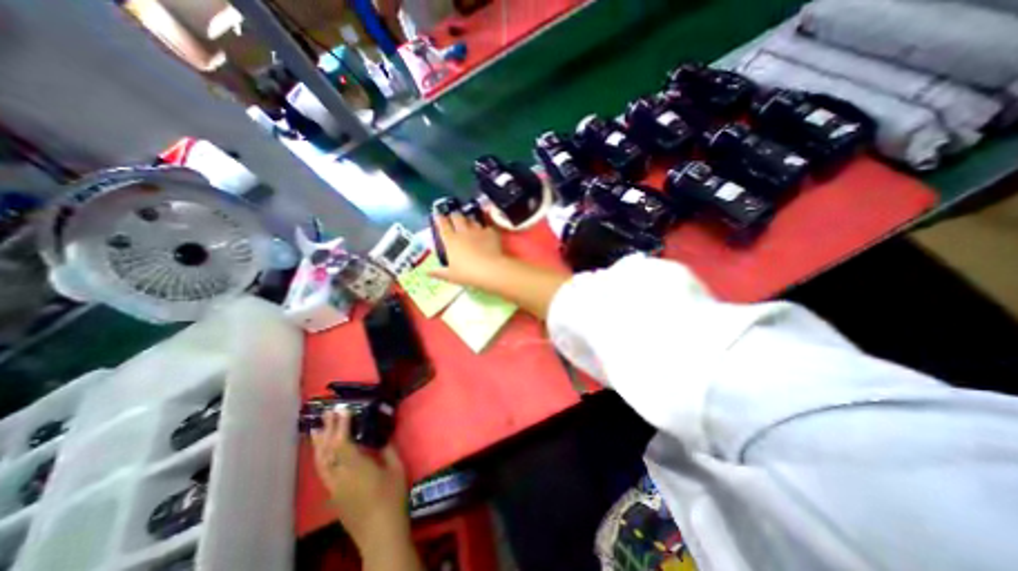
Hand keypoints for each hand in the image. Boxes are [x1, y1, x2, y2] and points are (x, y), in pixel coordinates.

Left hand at [314, 410, 417, 552]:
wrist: (380, 533)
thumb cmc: (392, 498)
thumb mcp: (397, 469)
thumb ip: (388, 451)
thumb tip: (383, 438)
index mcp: (356, 468)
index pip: (342, 442)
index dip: (341, 424)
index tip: (342, 408)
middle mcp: (339, 477)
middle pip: (327, 451)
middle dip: (327, 430)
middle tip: (326, 412)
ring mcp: (334, 489)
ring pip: (320, 463)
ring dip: (318, 444)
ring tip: (316, 429)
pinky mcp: (334, 498)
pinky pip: (323, 472)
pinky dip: (321, 457)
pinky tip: (323, 453)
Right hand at [428, 209, 509, 287]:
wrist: (490, 270)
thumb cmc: (467, 274)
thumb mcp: (451, 276)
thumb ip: (439, 273)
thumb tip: (428, 273)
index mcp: (451, 241)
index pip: (443, 225)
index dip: (439, 218)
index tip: (438, 214)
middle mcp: (463, 232)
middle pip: (457, 217)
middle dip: (454, 215)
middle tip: (453, 215)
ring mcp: (478, 231)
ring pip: (471, 220)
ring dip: (469, 219)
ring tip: (468, 221)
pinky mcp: (491, 233)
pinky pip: (486, 227)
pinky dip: (485, 228)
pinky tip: (486, 231)